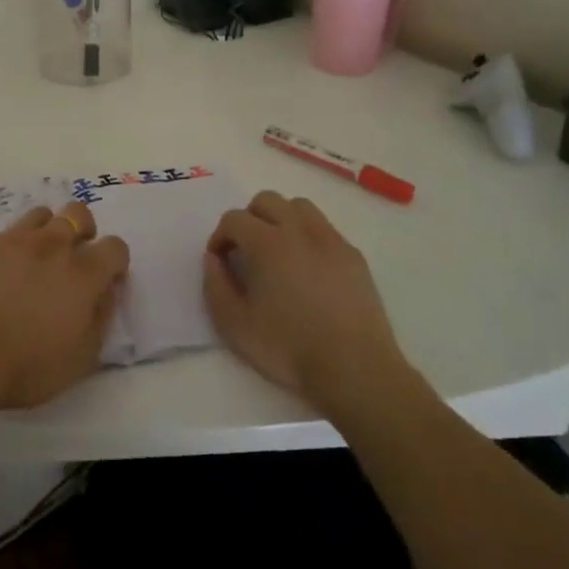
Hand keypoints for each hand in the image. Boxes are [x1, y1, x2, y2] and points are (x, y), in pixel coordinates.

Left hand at [0, 201, 129, 415]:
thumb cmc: (27, 368)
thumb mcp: (82, 357)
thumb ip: (102, 317)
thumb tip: (107, 291)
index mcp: (83, 273)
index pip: (115, 246)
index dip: (114, 263)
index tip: (105, 281)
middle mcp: (52, 245)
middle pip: (78, 213)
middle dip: (83, 230)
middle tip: (72, 260)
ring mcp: (14, 240)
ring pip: (41, 215)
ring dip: (46, 233)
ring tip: (34, 262)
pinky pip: (5, 234)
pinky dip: (10, 249)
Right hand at [203, 190, 410, 412]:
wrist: (354, 368)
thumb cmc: (289, 348)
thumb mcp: (234, 326)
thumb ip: (215, 286)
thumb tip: (214, 259)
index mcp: (267, 243)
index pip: (234, 219)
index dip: (220, 237)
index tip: (221, 262)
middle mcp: (299, 230)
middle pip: (266, 200)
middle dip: (249, 219)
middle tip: (246, 252)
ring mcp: (331, 239)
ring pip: (299, 206)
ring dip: (280, 219)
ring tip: (277, 252)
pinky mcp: (353, 255)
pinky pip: (324, 228)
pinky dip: (307, 236)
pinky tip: (308, 269)